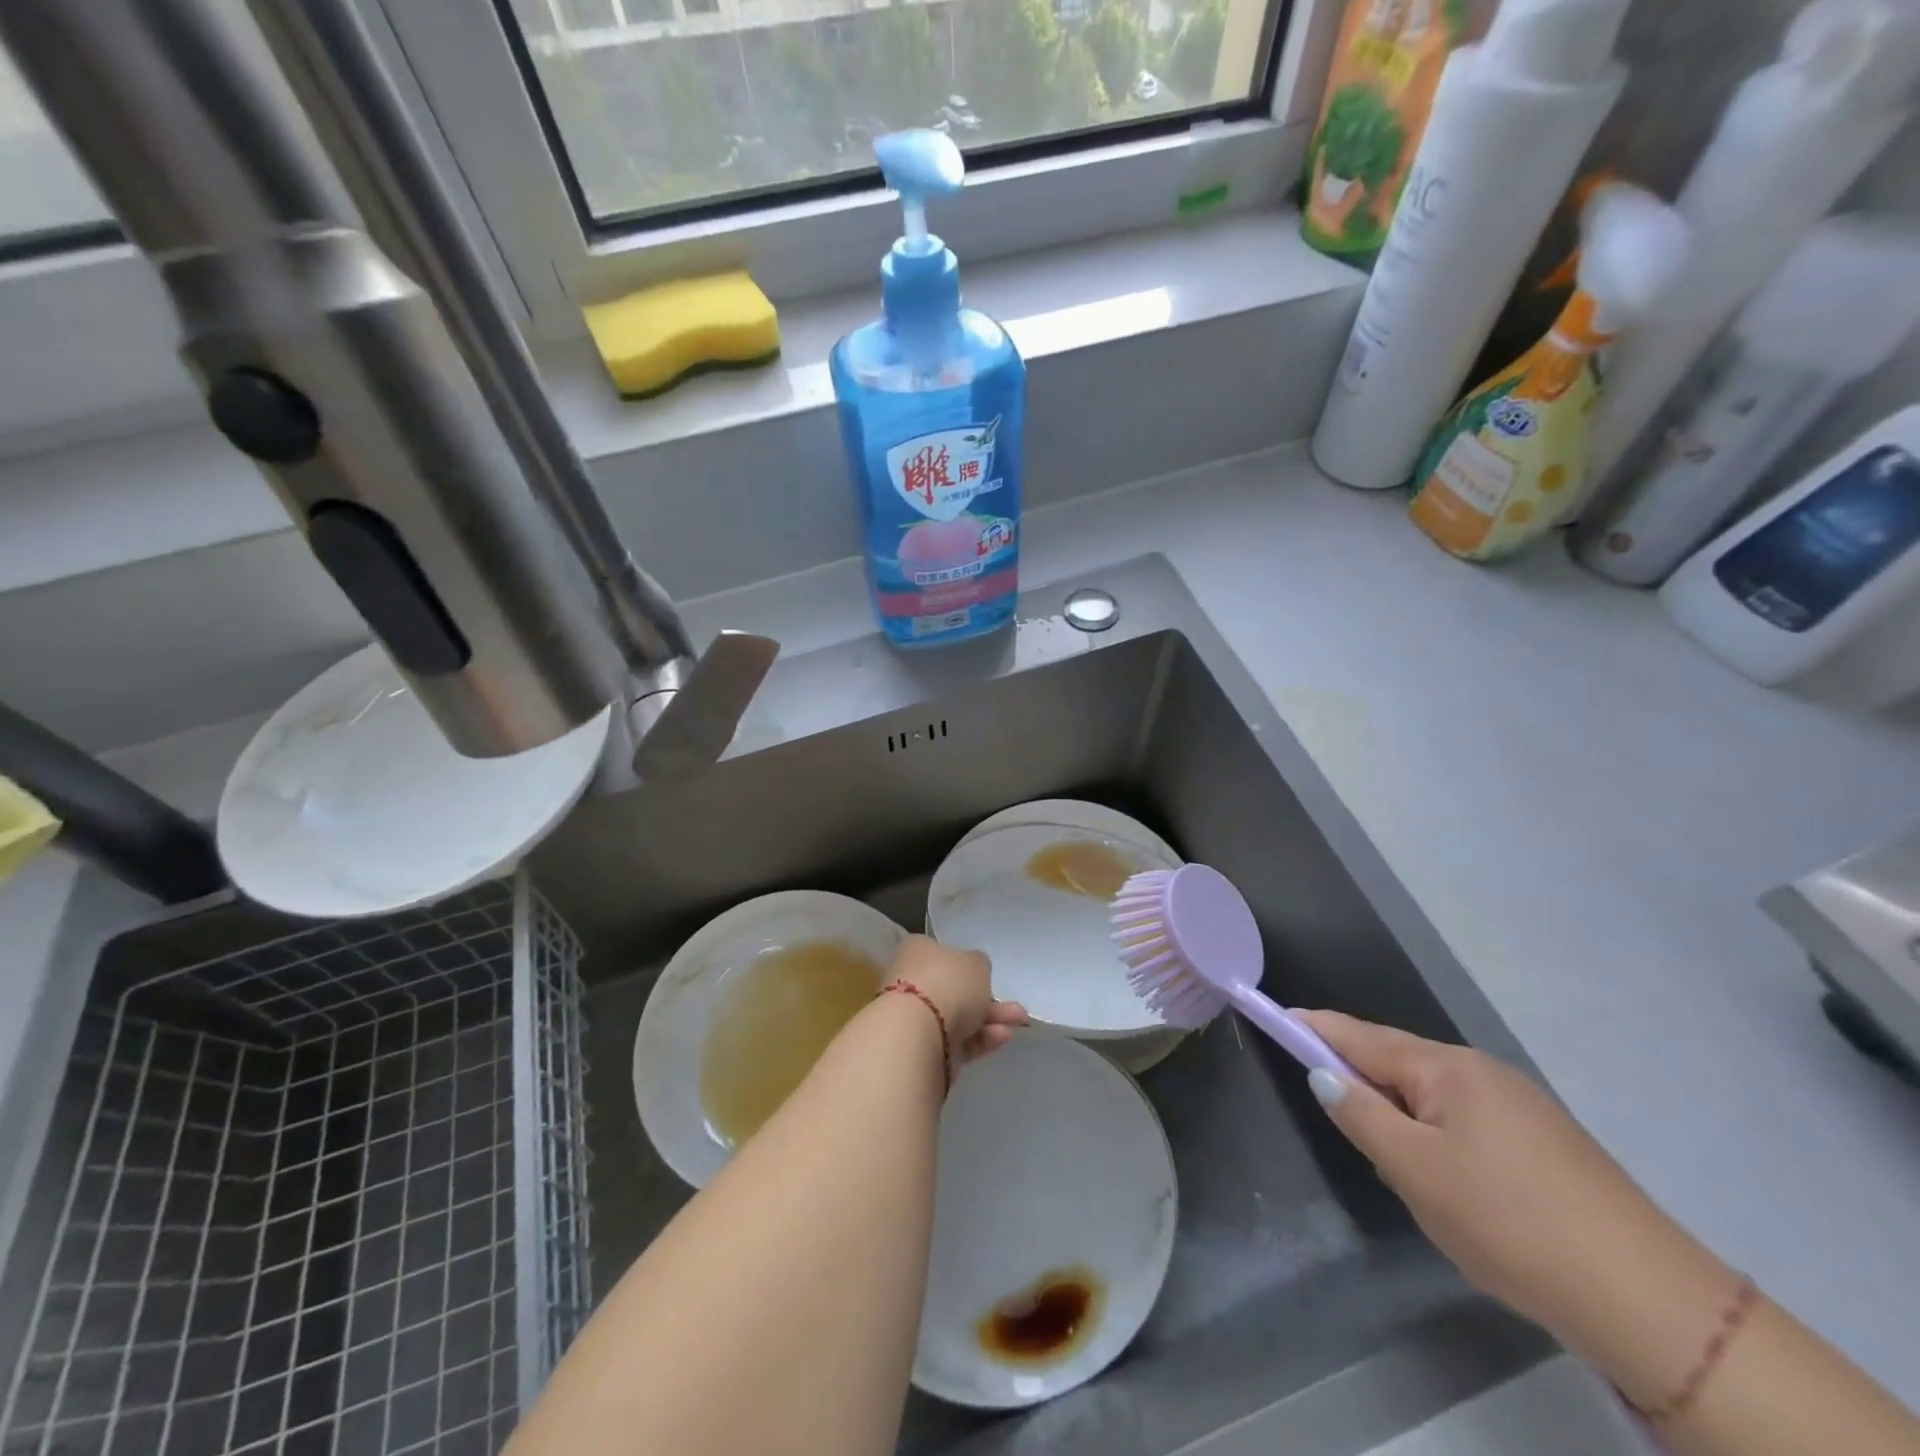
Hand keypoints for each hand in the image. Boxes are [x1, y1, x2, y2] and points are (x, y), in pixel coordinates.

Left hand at [889, 936, 1027, 1063]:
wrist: (918, 1034)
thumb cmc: (947, 983)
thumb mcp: (976, 963)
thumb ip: (978, 965)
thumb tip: (974, 969)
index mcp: (916, 951)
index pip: (941, 953)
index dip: (965, 964)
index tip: (987, 974)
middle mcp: (911, 981)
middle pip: (953, 989)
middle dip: (986, 997)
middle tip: (1014, 1006)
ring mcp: (915, 1018)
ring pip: (958, 1016)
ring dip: (989, 1019)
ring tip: (1018, 1021)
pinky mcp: (923, 1049)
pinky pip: (956, 1040)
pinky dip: (980, 1039)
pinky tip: (1002, 1037)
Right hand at [1297, 1009, 1736, 1400]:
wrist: (1648, 1301)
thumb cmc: (1508, 1222)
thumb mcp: (1415, 1171)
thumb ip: (1360, 1115)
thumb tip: (1324, 1074)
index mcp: (1446, 1068)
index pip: (1360, 1035)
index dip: (1315, 1027)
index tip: (1277, 1015)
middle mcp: (1482, 1070)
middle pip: (1397, 1061)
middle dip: (1361, 1079)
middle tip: (1335, 1115)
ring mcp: (1520, 1104)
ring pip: (1433, 1096)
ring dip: (1401, 1114)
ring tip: (1395, 1163)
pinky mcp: (1546, 1141)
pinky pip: (1466, 1120)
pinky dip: (1437, 1134)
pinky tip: (1449, 1179)